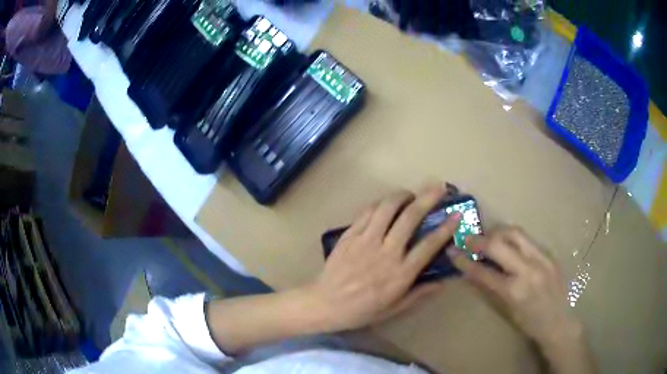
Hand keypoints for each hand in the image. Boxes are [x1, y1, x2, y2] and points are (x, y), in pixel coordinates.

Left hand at [307, 185, 461, 331]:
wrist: (326, 304)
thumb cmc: (363, 310)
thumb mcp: (395, 308)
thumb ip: (420, 294)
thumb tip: (443, 281)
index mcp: (400, 273)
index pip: (429, 245)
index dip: (446, 228)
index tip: (456, 214)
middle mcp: (386, 252)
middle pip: (410, 217)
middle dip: (428, 198)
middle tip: (439, 188)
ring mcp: (366, 240)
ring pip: (387, 208)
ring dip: (403, 195)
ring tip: (410, 193)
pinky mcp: (350, 235)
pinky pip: (367, 212)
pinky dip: (380, 203)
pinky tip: (386, 204)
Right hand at [448, 227, 595, 372]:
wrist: (560, 321)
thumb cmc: (530, 323)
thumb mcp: (507, 311)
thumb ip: (490, 288)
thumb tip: (473, 272)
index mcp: (514, 291)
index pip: (483, 270)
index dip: (464, 260)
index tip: (452, 251)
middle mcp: (528, 270)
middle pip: (499, 242)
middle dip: (479, 239)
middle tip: (468, 239)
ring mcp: (541, 258)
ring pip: (515, 232)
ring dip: (497, 232)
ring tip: (489, 238)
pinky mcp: (549, 253)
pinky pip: (527, 239)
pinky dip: (513, 239)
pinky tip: (509, 245)